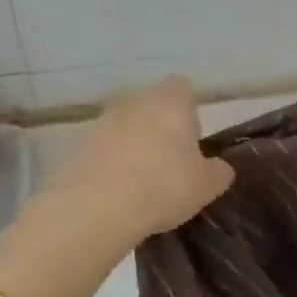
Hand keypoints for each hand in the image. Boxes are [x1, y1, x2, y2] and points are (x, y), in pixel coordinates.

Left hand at [47, 76, 236, 247]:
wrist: (97, 208)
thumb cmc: (164, 186)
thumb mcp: (207, 185)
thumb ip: (218, 171)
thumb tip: (219, 167)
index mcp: (170, 101)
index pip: (184, 88)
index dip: (191, 111)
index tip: (194, 139)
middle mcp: (134, 101)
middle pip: (152, 106)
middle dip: (162, 128)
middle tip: (172, 163)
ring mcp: (102, 122)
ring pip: (126, 127)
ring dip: (135, 146)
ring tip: (144, 181)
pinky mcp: (78, 146)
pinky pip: (105, 150)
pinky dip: (113, 163)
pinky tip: (120, 191)